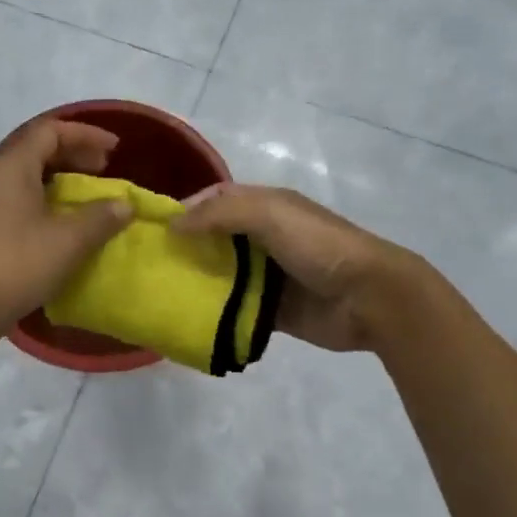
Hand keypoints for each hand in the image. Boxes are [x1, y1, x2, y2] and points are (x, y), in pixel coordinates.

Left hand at [0, 118, 133, 340]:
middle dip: (74, 152)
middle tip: (104, 168)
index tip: (114, 150)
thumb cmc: (16, 265)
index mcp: (11, 166)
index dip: (85, 134)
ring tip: (87, 193)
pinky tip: (63, 220)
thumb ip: (101, 218)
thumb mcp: (68, 241)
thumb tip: (124, 205)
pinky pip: (20, 196)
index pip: (50, 130)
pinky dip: (46, 197)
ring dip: (60, 176)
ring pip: (27, 173)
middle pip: (36, 147)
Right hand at [173, 184, 419, 352]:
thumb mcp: (271, 214)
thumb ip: (221, 213)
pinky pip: (234, 307)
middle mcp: (263, 237)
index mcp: (266, 207)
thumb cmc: (319, 246)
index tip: (153, 228)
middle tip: (147, 264)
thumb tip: (173, 224)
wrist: (369, 298)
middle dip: (184, 247)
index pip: (216, 200)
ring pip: (221, 274)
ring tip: (159, 292)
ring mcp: (267, 275)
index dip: (186, 208)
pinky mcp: (270, 309)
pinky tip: (186, 317)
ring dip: (195, 280)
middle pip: (214, 238)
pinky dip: (213, 311)